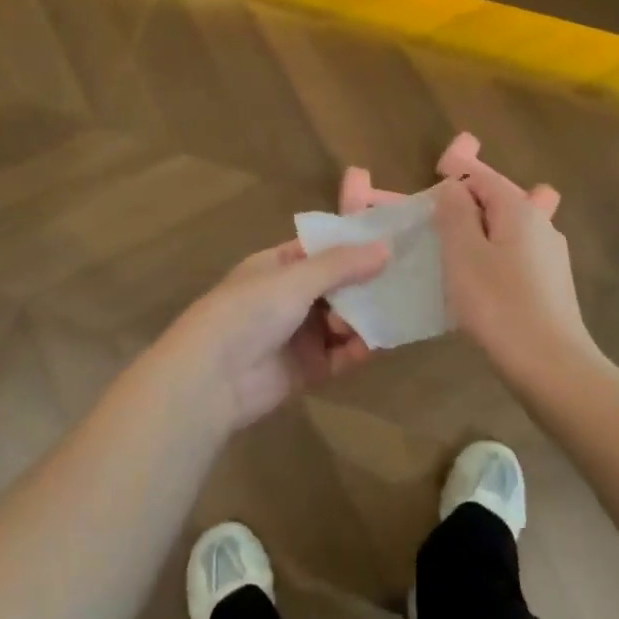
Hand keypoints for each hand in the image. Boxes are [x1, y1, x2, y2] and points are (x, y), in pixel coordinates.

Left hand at [162, 239, 390, 431]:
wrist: (211, 379)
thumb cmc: (248, 311)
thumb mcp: (295, 278)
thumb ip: (341, 265)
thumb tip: (387, 247)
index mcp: (279, 265)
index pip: (323, 248)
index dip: (354, 244)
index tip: (392, 238)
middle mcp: (290, 296)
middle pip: (338, 285)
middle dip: (367, 282)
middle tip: (407, 277)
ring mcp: (299, 333)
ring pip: (344, 320)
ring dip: (366, 316)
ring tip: (396, 309)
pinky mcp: (308, 369)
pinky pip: (342, 354)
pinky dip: (360, 348)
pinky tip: (380, 342)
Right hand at [431, 137, 604, 387]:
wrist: (551, 367)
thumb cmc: (498, 304)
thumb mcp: (463, 253)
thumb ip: (454, 212)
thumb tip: (453, 186)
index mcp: (519, 209)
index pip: (480, 176)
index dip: (451, 181)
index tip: (425, 205)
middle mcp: (541, 224)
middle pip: (496, 201)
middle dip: (465, 209)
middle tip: (434, 233)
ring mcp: (550, 256)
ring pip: (506, 231)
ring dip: (479, 237)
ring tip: (451, 260)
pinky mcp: (551, 285)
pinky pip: (515, 257)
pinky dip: (493, 260)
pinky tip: (478, 286)